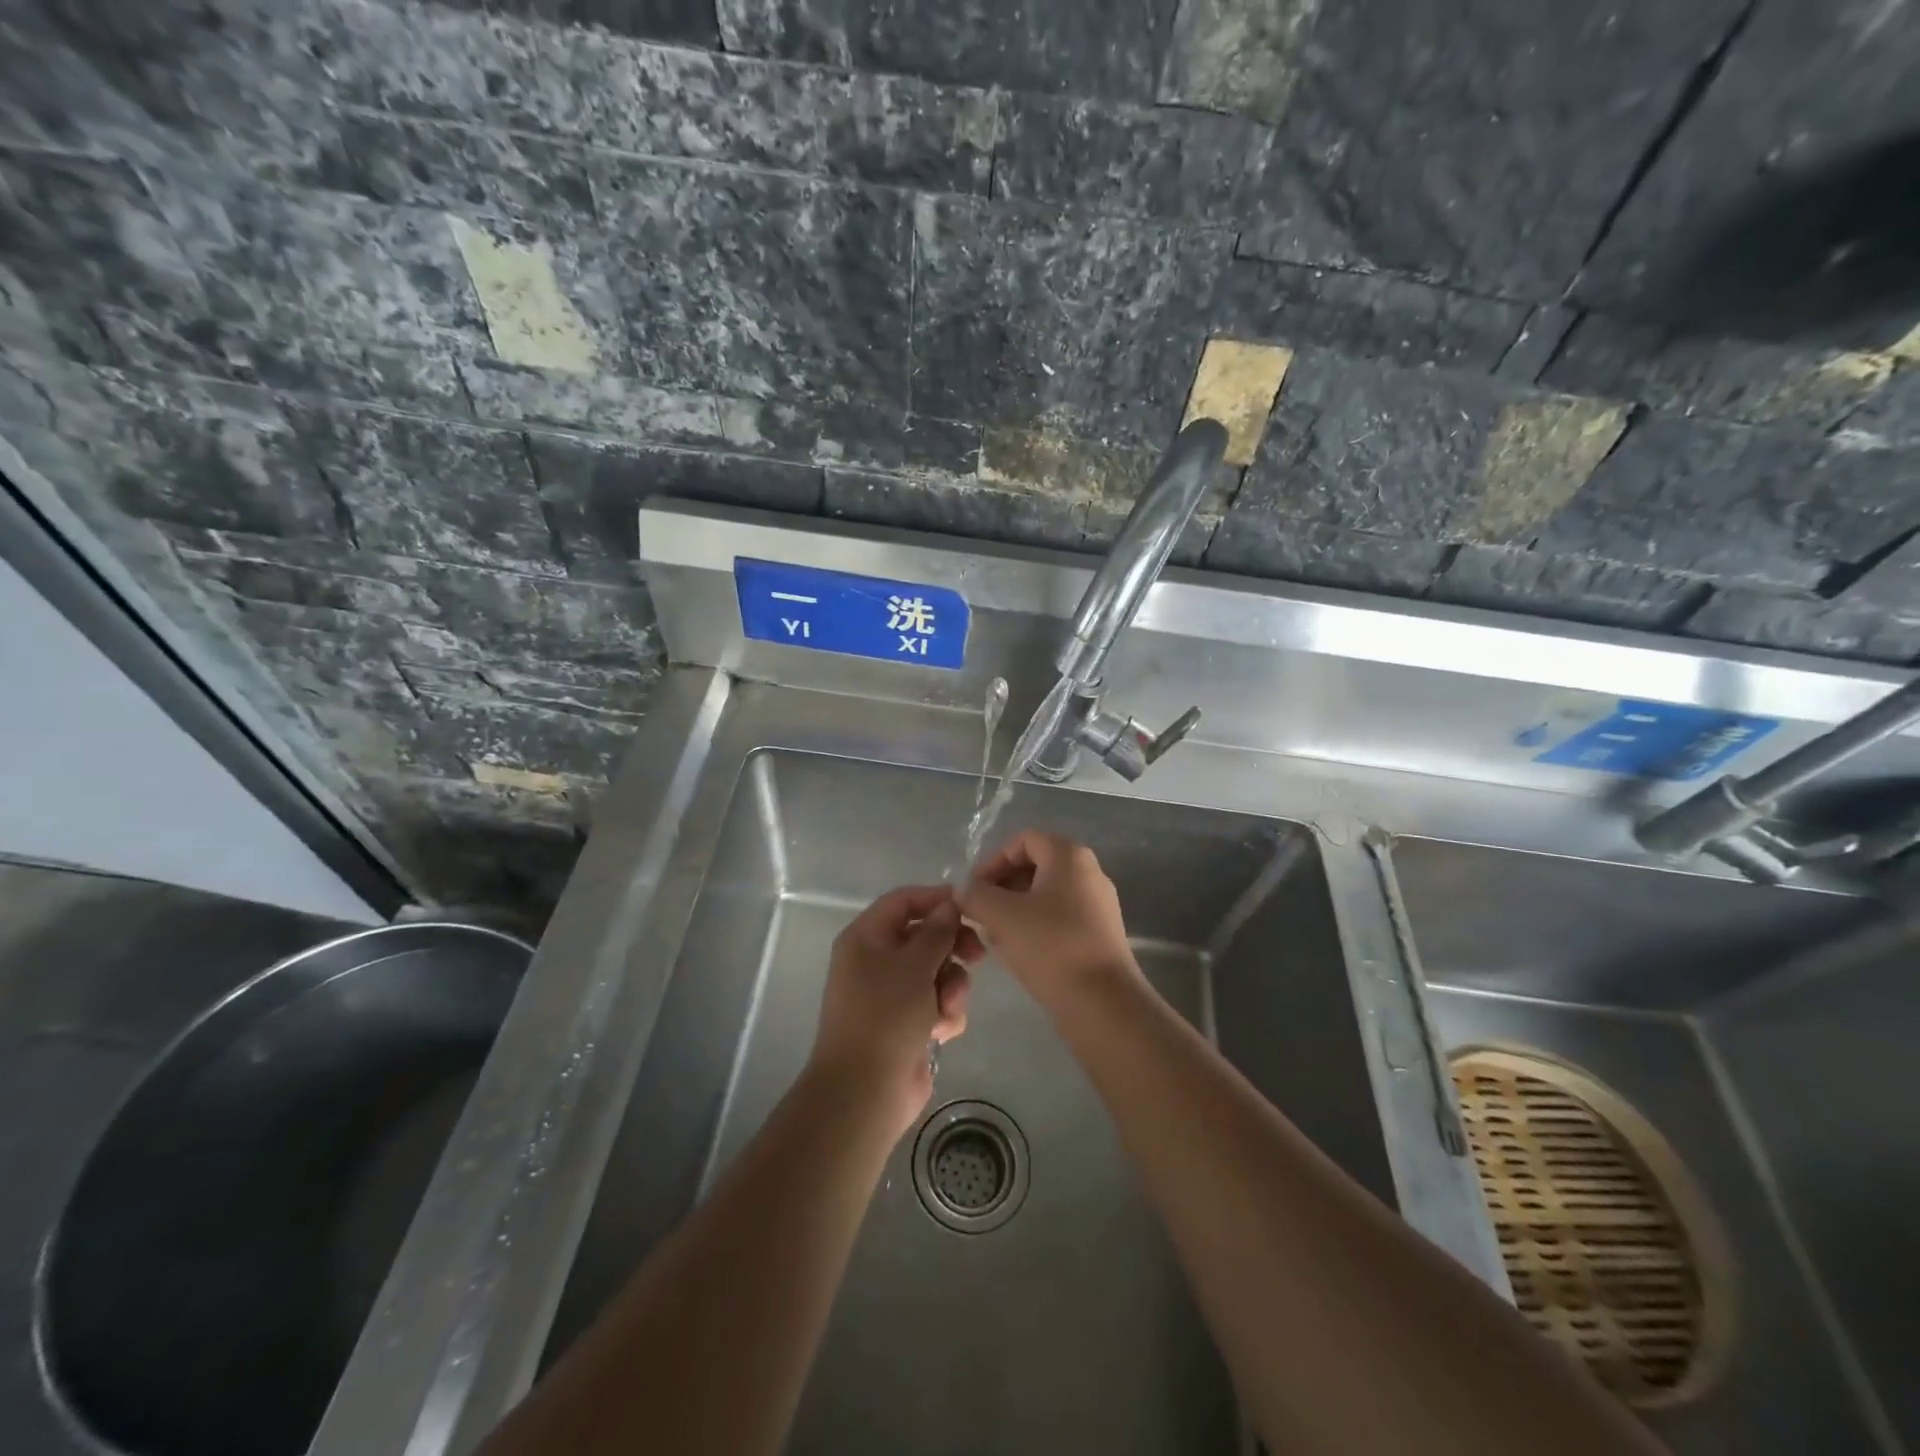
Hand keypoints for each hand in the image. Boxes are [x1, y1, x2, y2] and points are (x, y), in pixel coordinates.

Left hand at [809, 885, 981, 1141]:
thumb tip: (949, 905)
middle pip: (924, 936)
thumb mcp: (915, 964)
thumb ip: (937, 930)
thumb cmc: (886, 1015)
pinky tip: (943, 1031)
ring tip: (949, 1007)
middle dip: (952, 947)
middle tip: (977, 955)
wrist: (866, 1090)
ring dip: (951, 986)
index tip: (970, 908)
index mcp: (865, 937)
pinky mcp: (906, 1023)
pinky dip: (944, 1012)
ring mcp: (890, 993)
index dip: (936, 899)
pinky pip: (936, 1002)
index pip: (903, 901)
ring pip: (936, 971)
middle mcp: (875, 960)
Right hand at [958, 831, 1138, 1008]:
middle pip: (1036, 865)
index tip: (974, 890)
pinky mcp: (1101, 934)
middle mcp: (1089, 872)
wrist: (1102, 1002)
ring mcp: (1099, 904)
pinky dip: (1036, 925)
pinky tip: (1020, 951)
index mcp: (1069, 855)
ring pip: (1046, 894)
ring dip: (1016, 908)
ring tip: (995, 935)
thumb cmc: (1050, 946)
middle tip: (981, 913)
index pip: (1023, 840)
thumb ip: (975, 895)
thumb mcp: (1000, 915)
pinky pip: (1061, 917)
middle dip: (1002, 886)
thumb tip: (964, 892)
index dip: (993, 860)